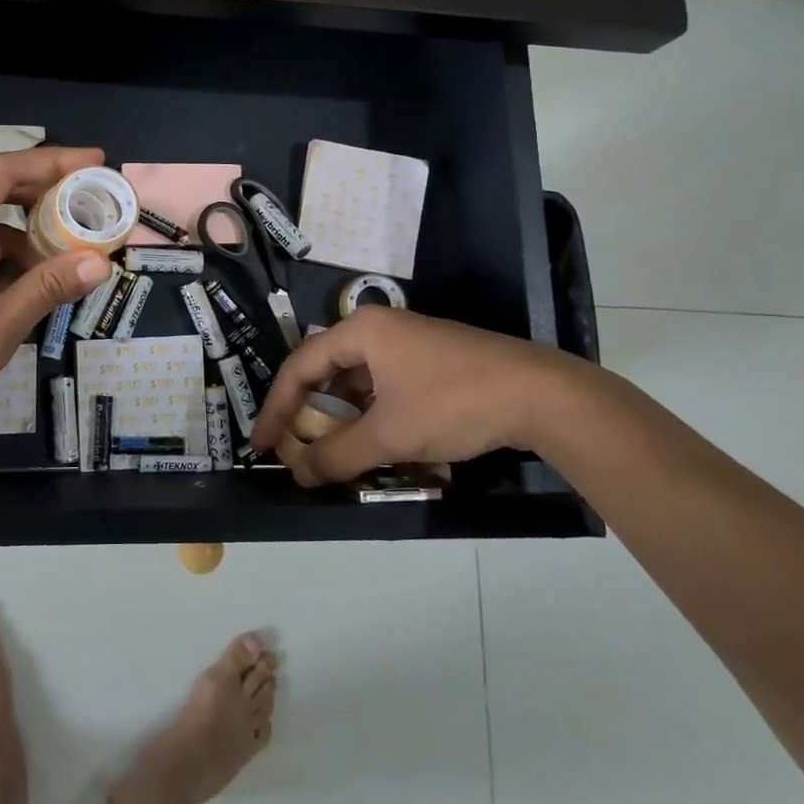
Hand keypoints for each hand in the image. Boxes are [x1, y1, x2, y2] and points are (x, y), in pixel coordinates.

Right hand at [249, 308, 594, 486]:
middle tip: (294, 450)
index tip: (262, 445)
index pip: (300, 366)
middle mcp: (379, 329)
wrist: (541, 395)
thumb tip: (299, 475)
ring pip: (358, 383)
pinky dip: (372, 416)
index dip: (277, 408)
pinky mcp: (431, 362)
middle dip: (309, 414)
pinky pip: (384, 387)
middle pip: (327, 371)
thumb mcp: (390, 434)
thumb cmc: (453, 403)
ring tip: (332, 455)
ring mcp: (408, 344)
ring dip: (342, 420)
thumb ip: (339, 455)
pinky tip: (375, 445)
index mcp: (361, 331)